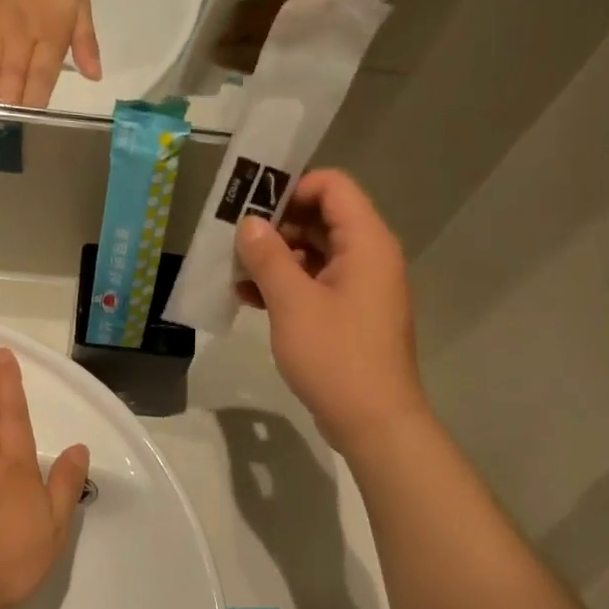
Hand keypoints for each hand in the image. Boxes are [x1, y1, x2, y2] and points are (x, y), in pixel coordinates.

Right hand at [234, 170, 426, 454]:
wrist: (373, 421)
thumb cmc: (336, 356)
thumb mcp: (293, 303)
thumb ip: (268, 257)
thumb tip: (250, 223)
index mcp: (366, 242)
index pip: (333, 187)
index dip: (292, 188)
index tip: (252, 205)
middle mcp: (369, 257)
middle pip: (322, 219)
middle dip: (277, 226)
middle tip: (235, 241)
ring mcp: (361, 289)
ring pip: (316, 254)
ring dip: (276, 259)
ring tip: (235, 274)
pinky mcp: (351, 316)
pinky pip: (317, 285)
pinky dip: (287, 286)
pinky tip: (250, 300)